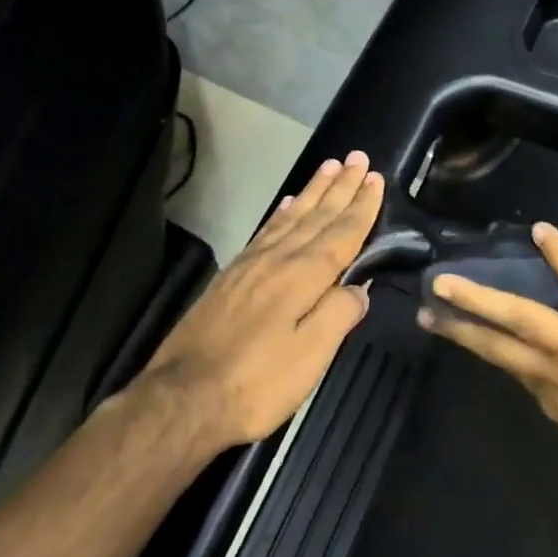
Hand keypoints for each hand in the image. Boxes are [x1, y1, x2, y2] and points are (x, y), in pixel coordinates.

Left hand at [146, 151, 384, 448]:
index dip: (361, 207)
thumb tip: (359, 288)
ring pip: (291, 217)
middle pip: (317, 216)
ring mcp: (250, 265)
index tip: (375, 178)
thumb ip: (338, 315)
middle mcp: (278, 260)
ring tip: (330, 167)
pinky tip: (287, 204)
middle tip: (358, 157)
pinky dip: (281, 213)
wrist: (182, 399)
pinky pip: (265, 230)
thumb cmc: (256, 383)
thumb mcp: (310, 357)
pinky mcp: (231, 277)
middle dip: (341, 187)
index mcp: (302, 277)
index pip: (341, 233)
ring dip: (313, 191)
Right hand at [418, 222, 557, 496]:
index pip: (517, 373)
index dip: (493, 353)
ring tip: (447, 279)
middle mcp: (556, 376)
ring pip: (518, 314)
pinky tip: (541, 231)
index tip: (472, 340)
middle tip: (425, 312)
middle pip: (496, 347)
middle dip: (459, 328)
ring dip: (478, 296)